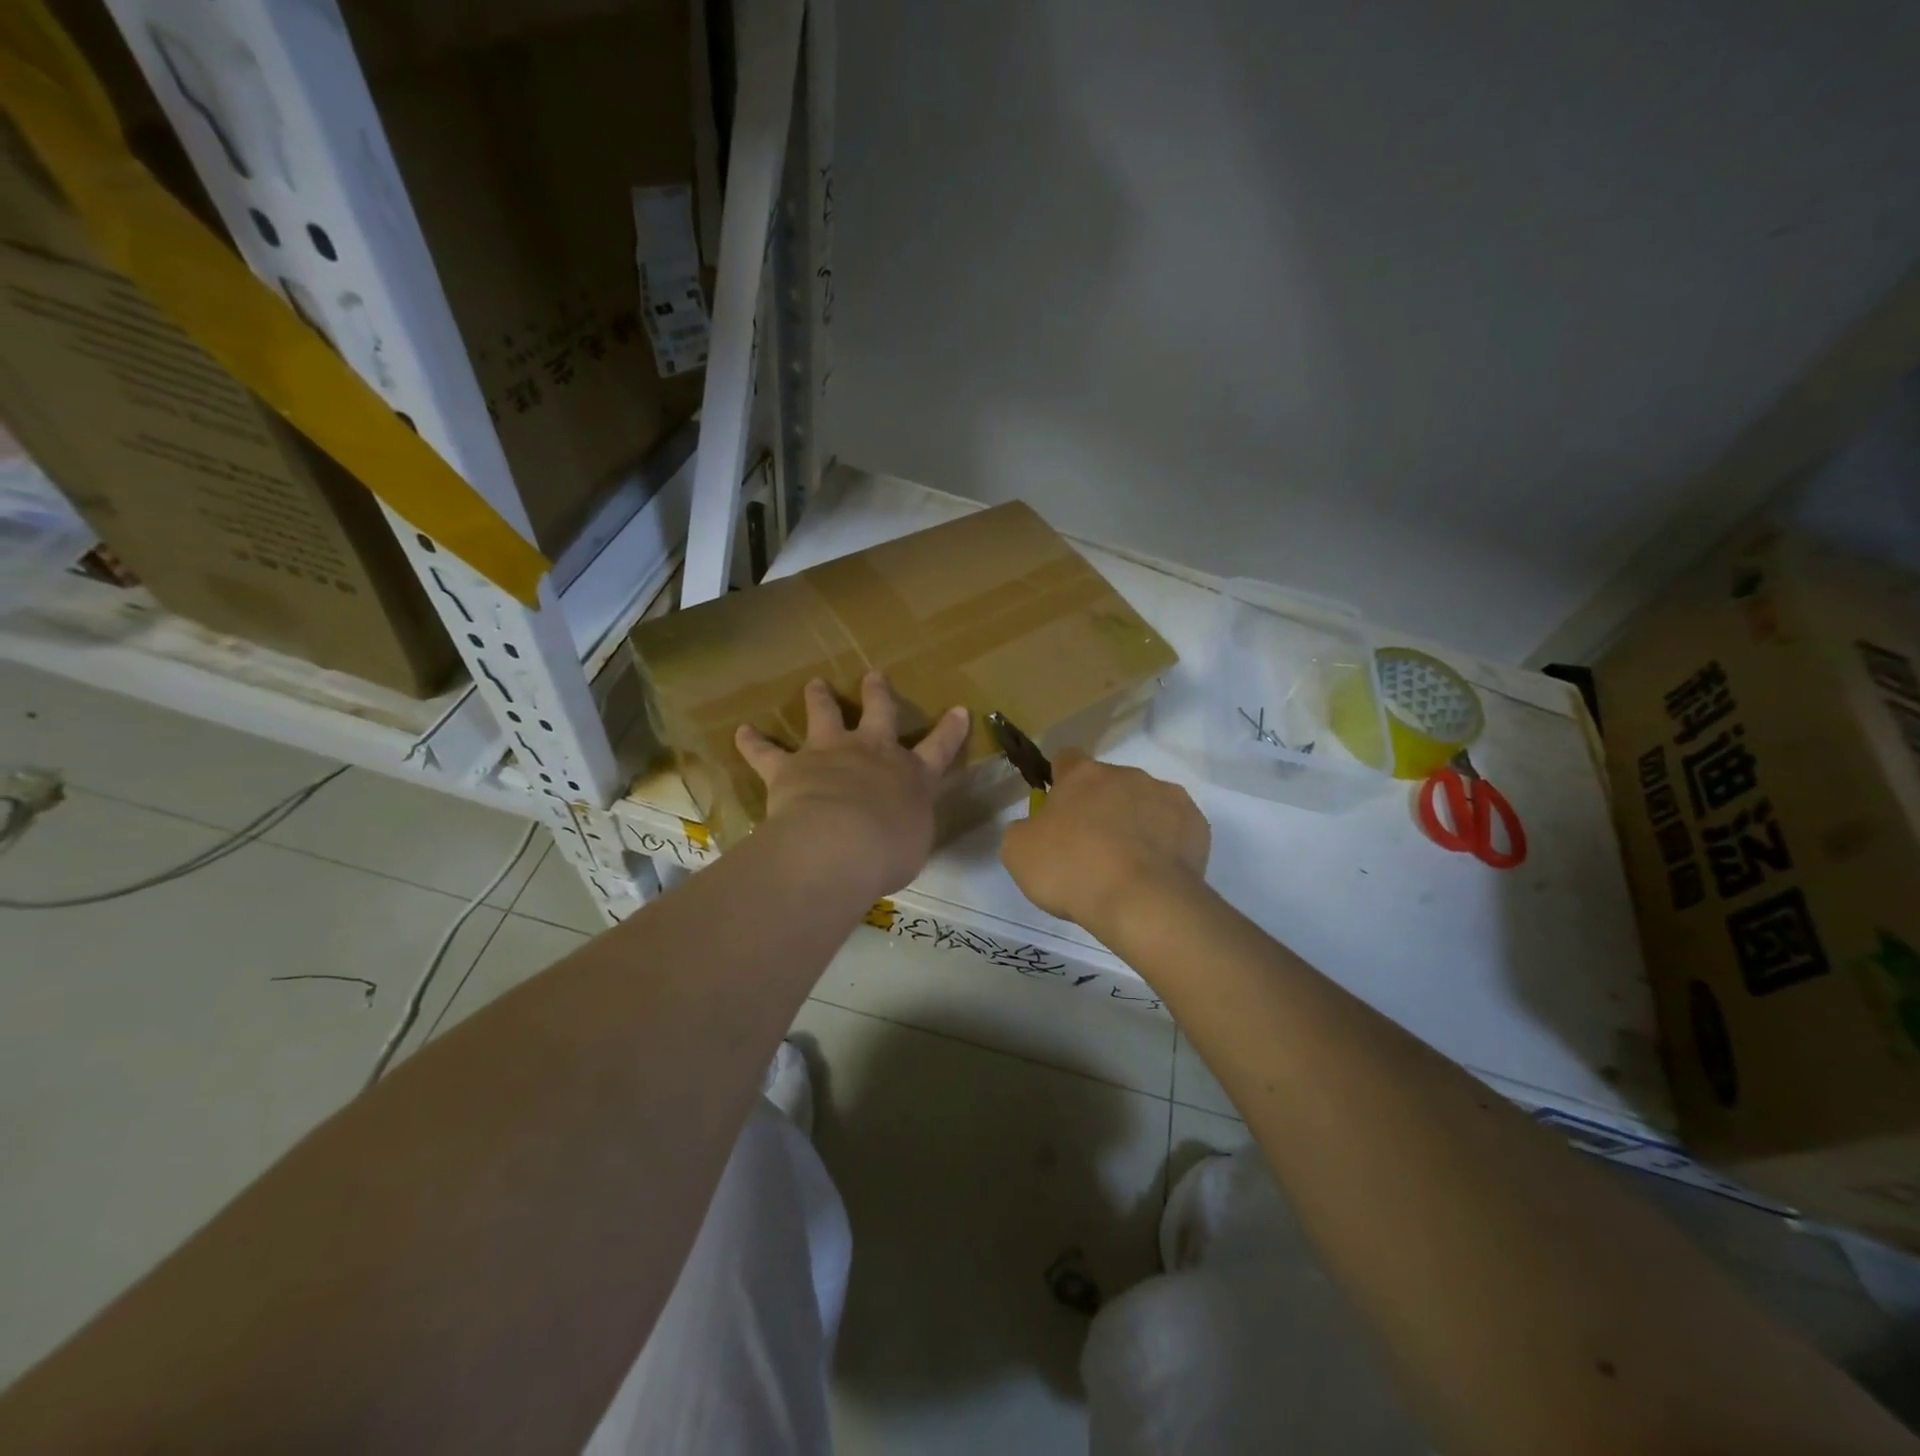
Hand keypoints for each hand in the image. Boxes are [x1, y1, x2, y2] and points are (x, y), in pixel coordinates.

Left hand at [737, 671, 970, 900]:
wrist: (840, 844)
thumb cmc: (888, 851)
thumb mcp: (912, 844)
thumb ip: (907, 828)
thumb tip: (900, 827)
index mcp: (911, 775)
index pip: (939, 748)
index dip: (950, 729)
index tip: (959, 710)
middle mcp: (872, 753)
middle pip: (879, 712)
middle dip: (878, 693)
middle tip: (874, 676)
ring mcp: (829, 753)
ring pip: (824, 715)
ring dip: (819, 697)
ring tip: (815, 683)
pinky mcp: (790, 767)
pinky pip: (766, 751)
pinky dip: (753, 742)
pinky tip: (742, 731)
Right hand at [1000, 750, 1210, 935]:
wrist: (1141, 902)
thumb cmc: (1072, 870)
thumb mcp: (1019, 852)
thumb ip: (1023, 829)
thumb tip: (1035, 827)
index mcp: (1083, 774)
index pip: (1065, 759)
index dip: (1058, 782)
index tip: (1056, 812)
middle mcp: (1127, 774)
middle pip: (1107, 783)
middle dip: (1099, 807)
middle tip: (1089, 848)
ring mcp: (1166, 796)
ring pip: (1144, 803)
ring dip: (1133, 822)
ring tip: (1126, 865)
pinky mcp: (1196, 824)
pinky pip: (1173, 828)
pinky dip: (1164, 844)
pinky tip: (1154, 873)